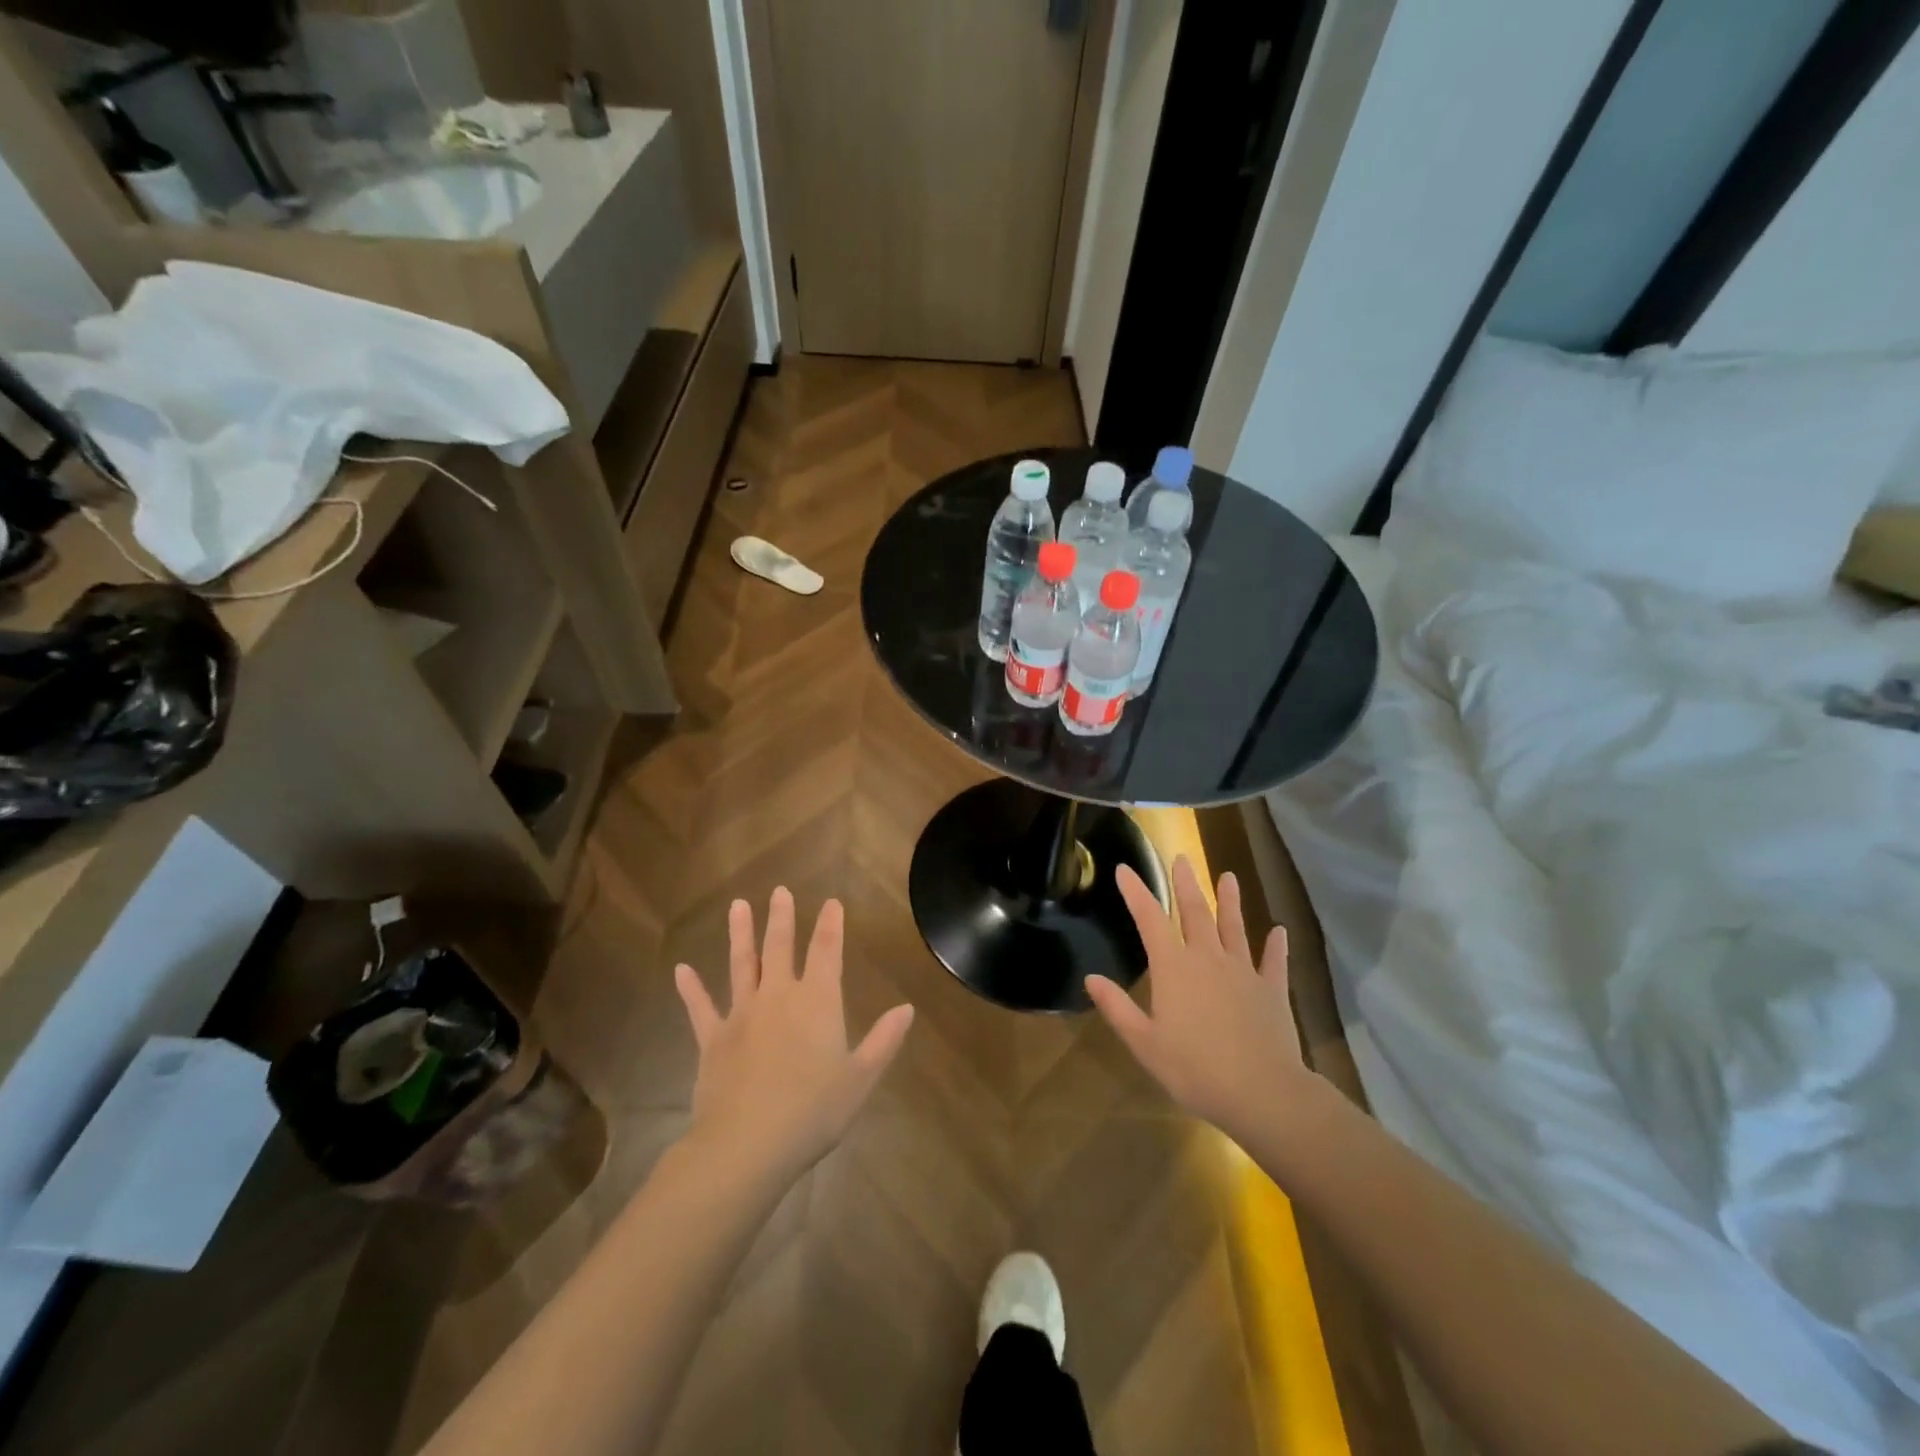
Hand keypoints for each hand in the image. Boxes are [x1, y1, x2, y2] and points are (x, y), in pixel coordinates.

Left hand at [675, 888, 913, 1182]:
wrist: (747, 1144)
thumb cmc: (812, 1111)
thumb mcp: (860, 1079)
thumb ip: (883, 1040)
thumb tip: (907, 1009)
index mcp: (818, 1002)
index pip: (827, 951)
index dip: (831, 925)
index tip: (832, 902)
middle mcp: (779, 996)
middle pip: (781, 947)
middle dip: (782, 918)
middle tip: (778, 891)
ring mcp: (741, 1015)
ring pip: (741, 964)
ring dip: (740, 934)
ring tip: (737, 906)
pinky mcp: (712, 1039)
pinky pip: (700, 1007)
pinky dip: (691, 988)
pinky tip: (681, 969)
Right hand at [1085, 856, 1311, 1142]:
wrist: (1262, 1091)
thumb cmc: (1194, 1068)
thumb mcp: (1144, 1043)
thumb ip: (1117, 1008)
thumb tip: (1091, 978)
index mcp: (1174, 968)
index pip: (1150, 919)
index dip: (1136, 892)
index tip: (1124, 869)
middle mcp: (1208, 958)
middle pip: (1195, 912)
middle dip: (1185, 883)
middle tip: (1181, 858)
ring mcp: (1244, 971)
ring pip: (1234, 927)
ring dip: (1230, 901)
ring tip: (1228, 876)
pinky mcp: (1272, 990)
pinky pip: (1274, 962)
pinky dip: (1276, 945)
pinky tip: (1279, 931)